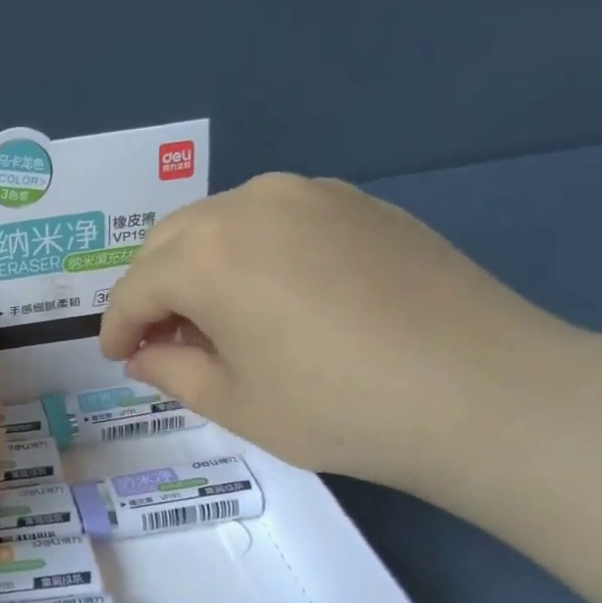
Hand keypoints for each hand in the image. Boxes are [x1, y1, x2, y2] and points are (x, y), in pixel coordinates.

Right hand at [98, 175, 583, 492]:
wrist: (485, 391)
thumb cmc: (339, 408)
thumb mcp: (235, 404)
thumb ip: (171, 370)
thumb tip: (144, 354)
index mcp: (205, 256)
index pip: (135, 289)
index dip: (117, 328)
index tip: (116, 357)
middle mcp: (248, 206)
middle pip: (170, 242)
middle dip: (153, 289)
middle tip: (163, 339)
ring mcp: (309, 194)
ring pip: (221, 221)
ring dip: (199, 264)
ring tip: (217, 315)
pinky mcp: (357, 201)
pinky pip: (275, 217)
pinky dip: (251, 250)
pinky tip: (275, 292)